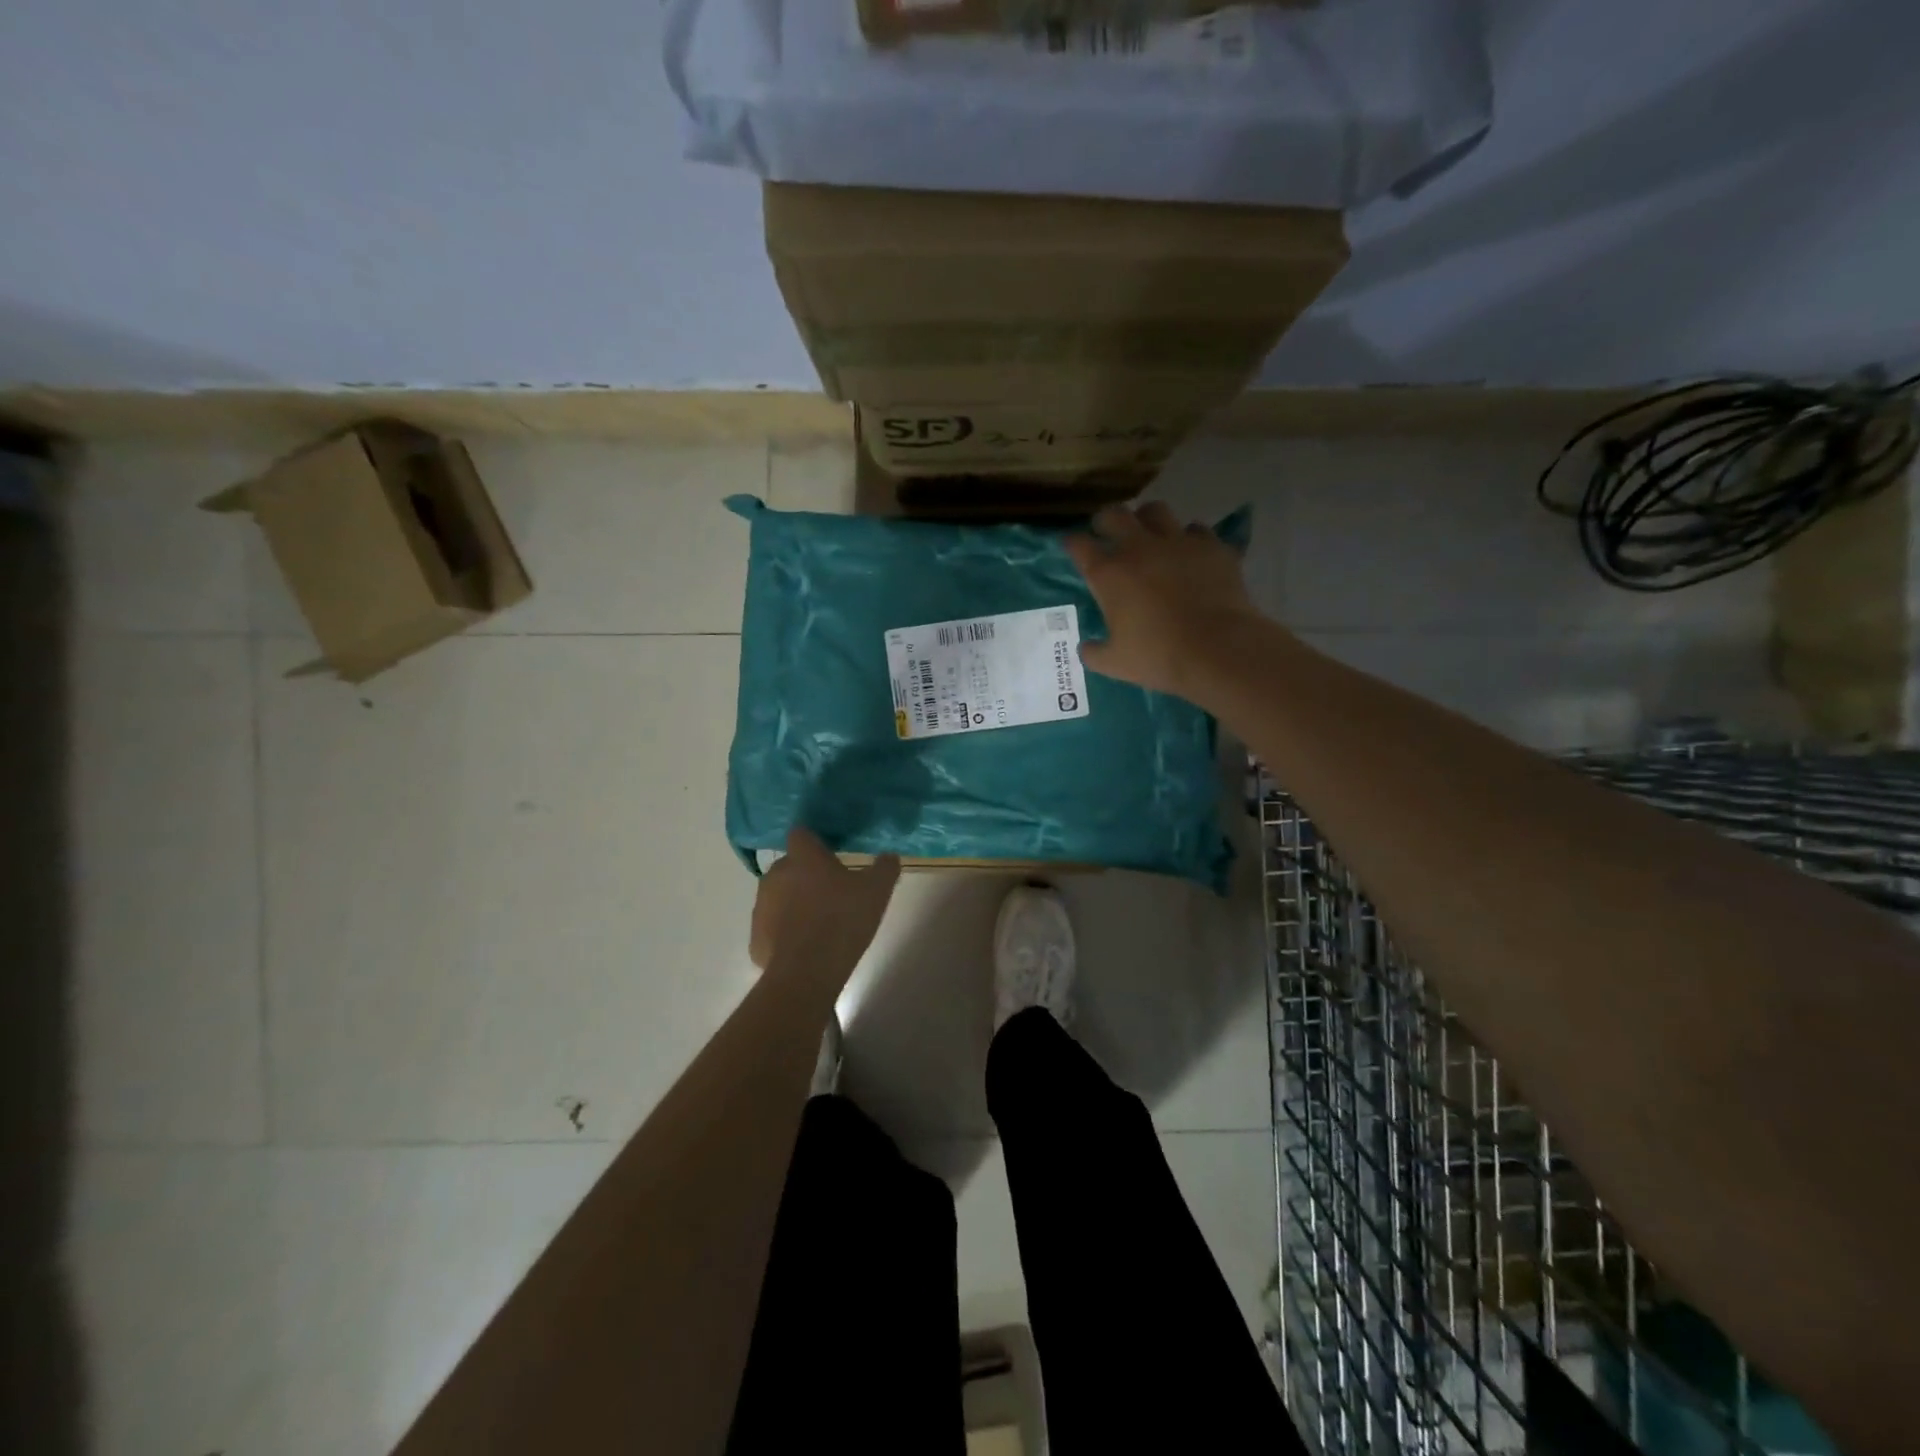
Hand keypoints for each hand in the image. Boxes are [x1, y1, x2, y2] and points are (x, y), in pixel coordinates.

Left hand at [750, 828, 900, 980]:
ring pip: (778, 896)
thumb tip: (888, 857)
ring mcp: (761, 907)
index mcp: (803, 857)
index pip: (801, 834)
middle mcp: (775, 875)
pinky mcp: (755, 938)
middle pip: (790, 866)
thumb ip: (885, 867)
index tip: (830, 853)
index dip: (814, 842)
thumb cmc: (843, 920)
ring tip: (820, 923)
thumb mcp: (877, 890)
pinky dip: (786, 933)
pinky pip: (773, 928)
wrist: (807, 972)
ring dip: (794, 903)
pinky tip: (806, 947)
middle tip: (832, 892)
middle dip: (806, 875)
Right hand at [1066, 503, 1260, 698]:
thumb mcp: (1115, 663)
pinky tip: (1189, 552)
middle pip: (1114, 515)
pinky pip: (1196, 530)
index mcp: (1108, 574)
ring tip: (1148, 534)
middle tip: (1105, 531)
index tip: (1071, 545)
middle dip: (1105, 520)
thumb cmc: (1158, 656)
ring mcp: (1178, 542)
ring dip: (1146, 519)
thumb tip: (1087, 647)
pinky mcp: (1211, 546)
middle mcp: (1139, 548)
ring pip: (1155, 511)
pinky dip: (1189, 538)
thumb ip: (1094, 652)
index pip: (1079, 545)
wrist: (1218, 649)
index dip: (1072, 542)